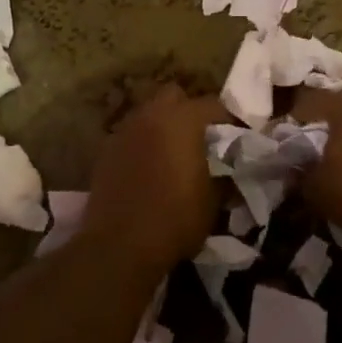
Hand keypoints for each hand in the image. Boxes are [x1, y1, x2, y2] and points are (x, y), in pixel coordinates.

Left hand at [84, 85, 223, 271]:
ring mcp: (124, 131)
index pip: (212, 105)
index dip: (227, 119)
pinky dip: (142, 144)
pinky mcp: (105, 151)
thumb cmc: (175, 219)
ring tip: (173, 153)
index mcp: (182, 120)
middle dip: (188, 110)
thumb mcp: (213, 201)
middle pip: (173, 96)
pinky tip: (148, 169)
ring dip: (162, 126)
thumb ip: (223, 176)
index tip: (236, 136)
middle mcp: (151, 116)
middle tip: (200, 137)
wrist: (119, 246)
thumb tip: (229, 171)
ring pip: (148, 114)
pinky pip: (130, 136)